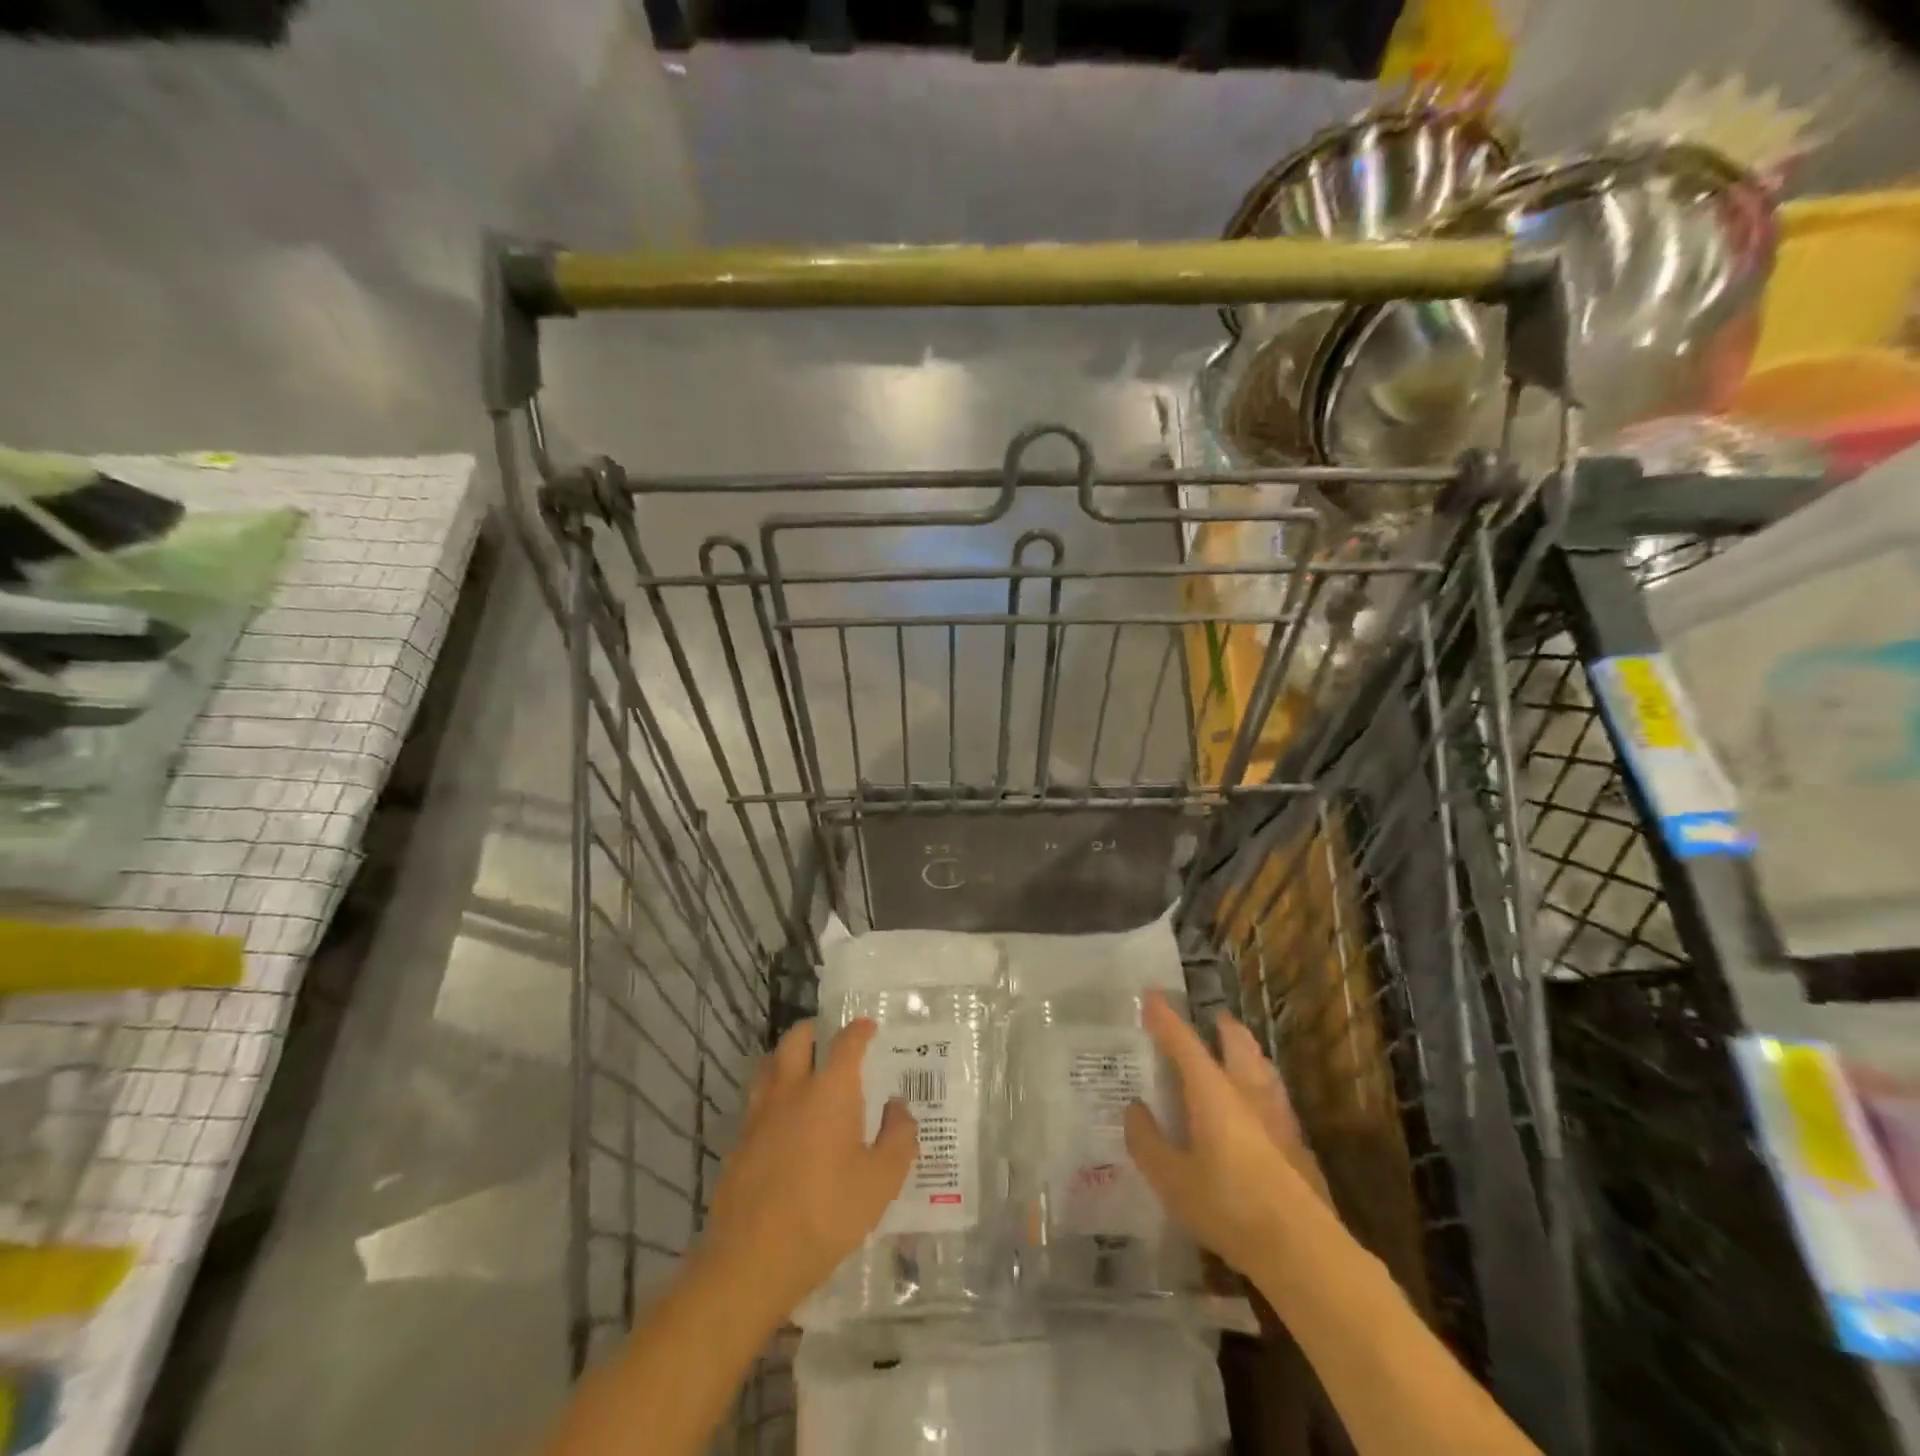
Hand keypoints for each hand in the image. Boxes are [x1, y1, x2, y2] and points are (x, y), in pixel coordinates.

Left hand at [694, 1019, 917, 1323]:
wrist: (752, 1260)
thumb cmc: (826, 1215)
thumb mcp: (881, 1181)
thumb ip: (898, 1137)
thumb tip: (898, 1107)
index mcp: (830, 1090)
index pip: (846, 1042)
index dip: (859, 1030)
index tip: (868, 1026)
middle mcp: (791, 1090)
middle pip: (796, 1040)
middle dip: (814, 1031)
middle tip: (828, 1039)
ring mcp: (759, 1114)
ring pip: (768, 1065)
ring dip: (786, 1058)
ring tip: (802, 1071)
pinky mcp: (739, 1142)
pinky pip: (756, 1101)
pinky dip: (771, 1095)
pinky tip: (783, 1121)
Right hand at [1125, 992, 1329, 1279]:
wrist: (1304, 1250)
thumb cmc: (1229, 1207)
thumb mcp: (1171, 1179)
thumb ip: (1148, 1141)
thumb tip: (1135, 1109)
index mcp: (1212, 1091)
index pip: (1183, 1041)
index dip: (1165, 1017)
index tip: (1150, 995)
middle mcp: (1247, 1091)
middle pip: (1237, 1044)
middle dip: (1222, 1027)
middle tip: (1212, 1019)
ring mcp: (1278, 1116)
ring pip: (1263, 1067)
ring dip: (1248, 1052)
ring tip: (1239, 1050)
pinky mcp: (1298, 1143)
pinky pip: (1276, 1097)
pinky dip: (1262, 1086)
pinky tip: (1260, 1106)